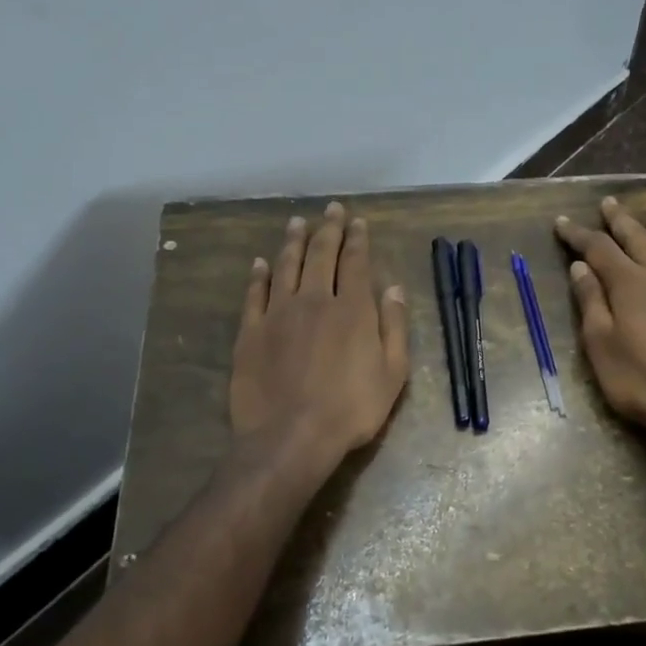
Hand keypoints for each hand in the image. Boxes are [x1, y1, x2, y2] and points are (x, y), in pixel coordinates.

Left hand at [230, 202, 410, 466]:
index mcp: (352, 309)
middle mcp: (315, 300)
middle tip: (331, 209)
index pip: (356, 263)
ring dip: (293, 241)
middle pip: (321, 255)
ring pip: (286, 266)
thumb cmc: (351, 409)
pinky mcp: (251, 331)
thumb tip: (394, 287)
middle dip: (328, 229)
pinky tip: (261, 263)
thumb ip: (394, 326)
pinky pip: (254, 293)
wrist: (291, 436)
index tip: (357, 221)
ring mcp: (278, 313)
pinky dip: (259, 275)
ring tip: (297, 222)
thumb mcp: (392, 373)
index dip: (357, 239)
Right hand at [555, 196, 645, 430]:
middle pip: (640, 239)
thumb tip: (581, 267)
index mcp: (630, 284)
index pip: (598, 249)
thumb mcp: (600, 345)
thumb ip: (591, 302)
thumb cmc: (640, 382)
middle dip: (620, 220)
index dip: (578, 234)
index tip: (563, 223)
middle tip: (610, 203)